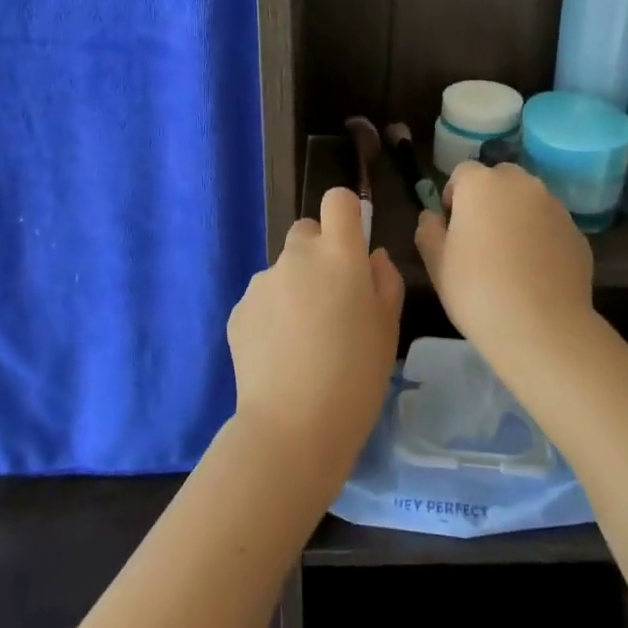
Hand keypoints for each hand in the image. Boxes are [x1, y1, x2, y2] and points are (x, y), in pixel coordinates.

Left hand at [227, 187, 402, 502]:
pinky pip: (262, 299)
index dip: (346, 215)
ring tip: (304, 339)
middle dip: (319, 253)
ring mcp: (262, 282)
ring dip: (295, 287)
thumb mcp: (389, 327)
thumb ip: (384, 280)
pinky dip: (272, 315)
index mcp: (339, 254)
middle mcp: (296, 256)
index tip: (353, 244)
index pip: (337, 200)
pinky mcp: (238, 311)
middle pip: (306, 232)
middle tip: (332, 300)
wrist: (293, 428)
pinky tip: (281, 355)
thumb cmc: (356, 375)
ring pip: (283, 269)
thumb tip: (371, 257)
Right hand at [414, 160, 594, 353]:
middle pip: (500, 179)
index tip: (452, 228)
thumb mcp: (436, 264)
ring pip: (529, 200)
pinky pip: (550, 225)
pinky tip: (535, 272)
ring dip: (517, 216)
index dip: (454, 197)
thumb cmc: (477, 291)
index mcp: (482, 184)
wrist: (542, 328)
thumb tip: (433, 217)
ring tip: (510, 257)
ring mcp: (555, 206)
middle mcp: (522, 185)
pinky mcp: (577, 232)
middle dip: (489, 199)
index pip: (462, 173)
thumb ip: (429, 231)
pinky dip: (541, 237)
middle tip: (481, 238)